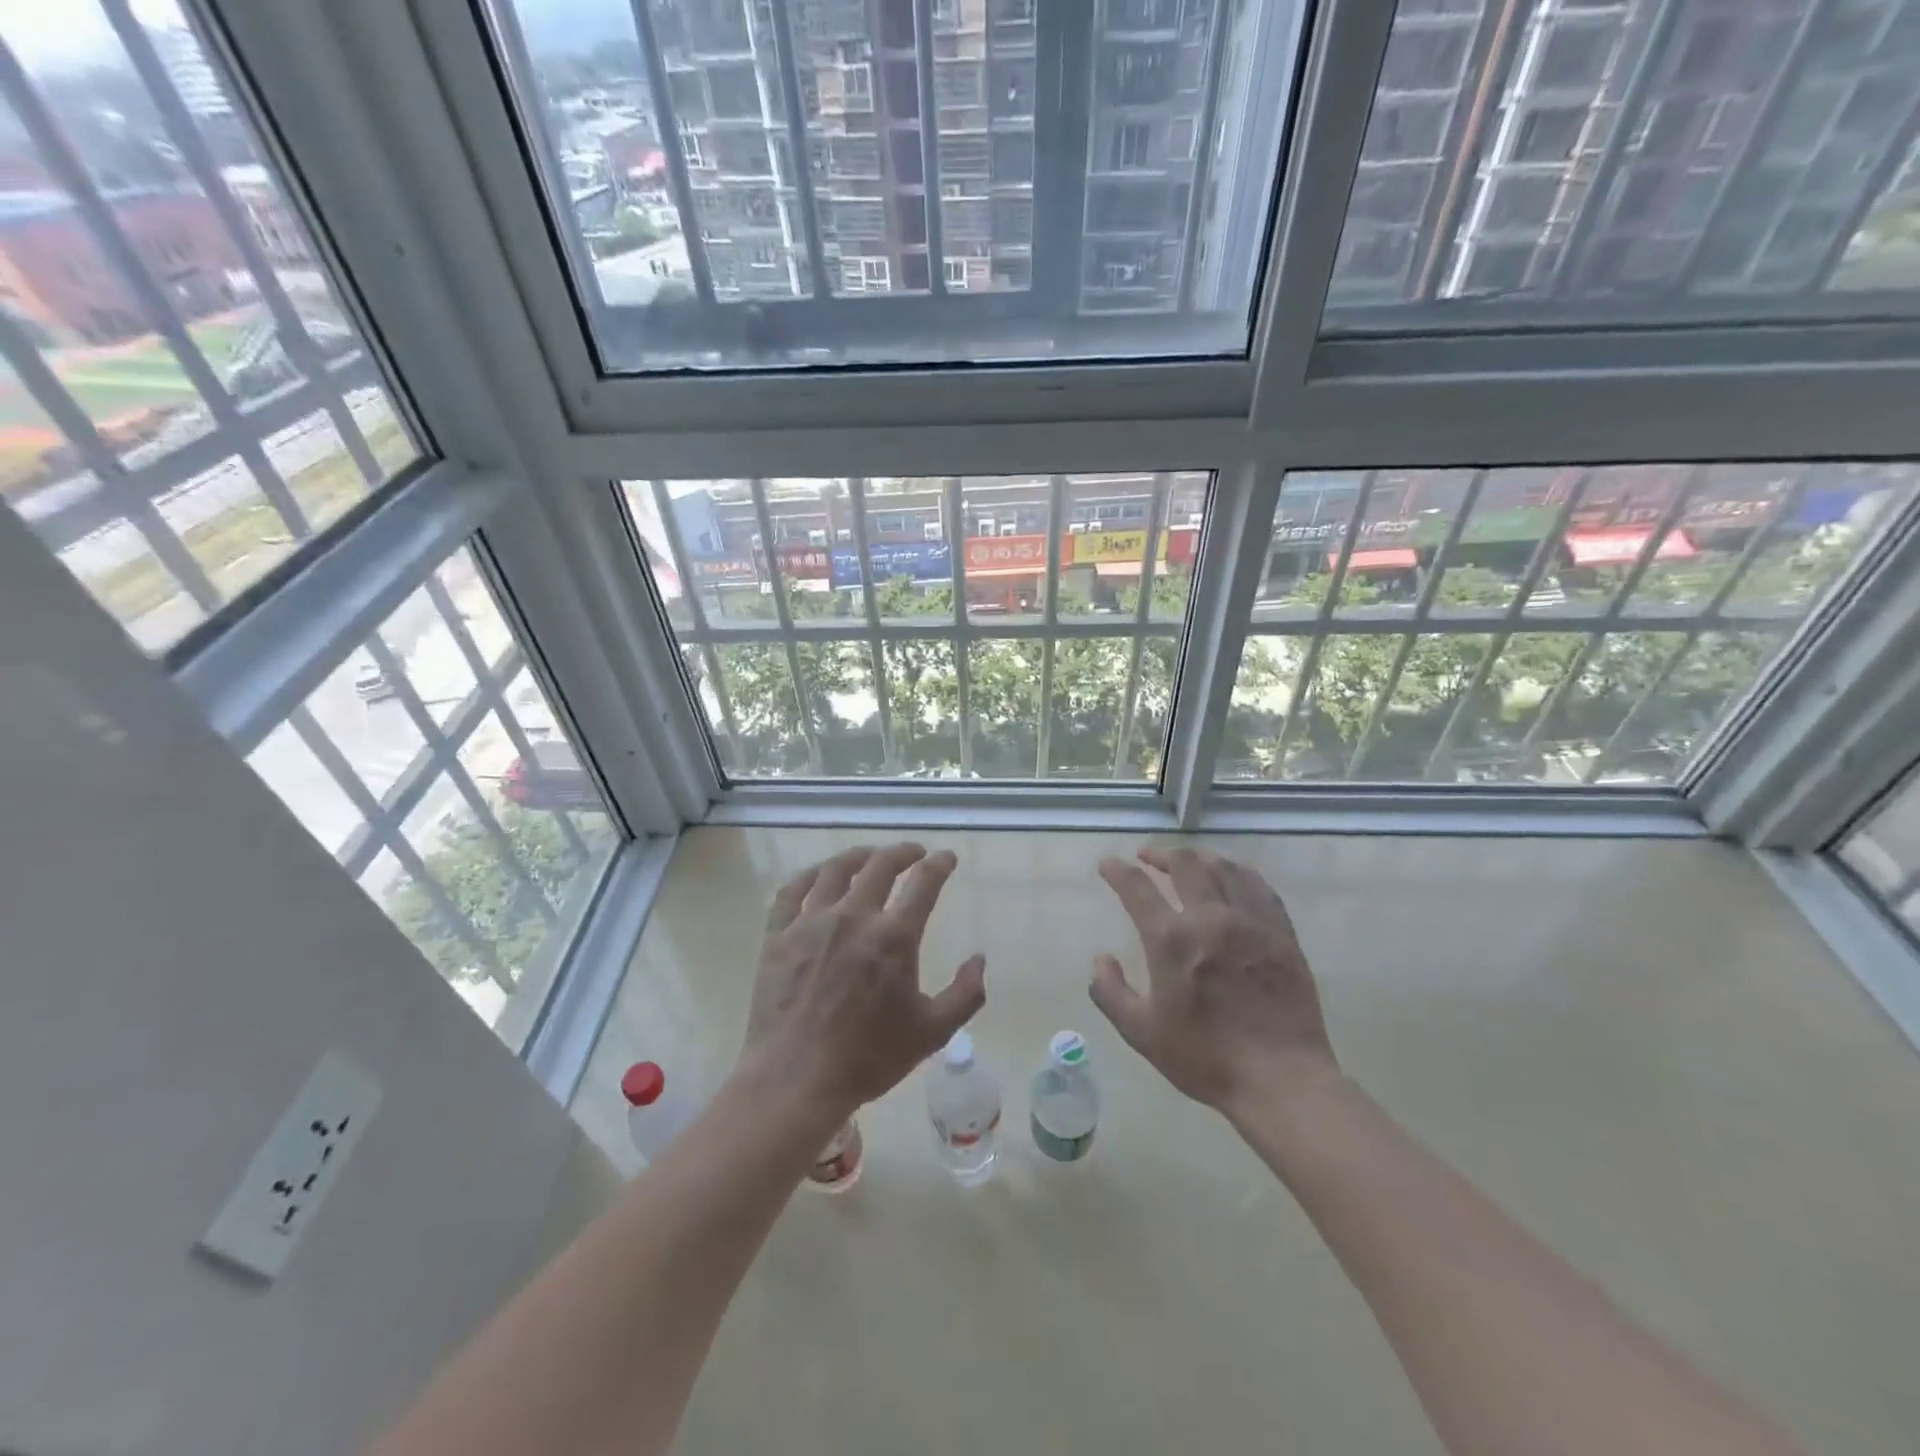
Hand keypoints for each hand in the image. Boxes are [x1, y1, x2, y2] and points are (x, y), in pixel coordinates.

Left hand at [740, 843, 985, 1119]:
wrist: (796, 1080)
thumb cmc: (869, 1058)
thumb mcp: (932, 1033)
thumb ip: (965, 994)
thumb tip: (979, 958)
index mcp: (894, 937)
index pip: (924, 883)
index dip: (939, 864)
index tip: (947, 857)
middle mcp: (853, 917)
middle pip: (880, 866)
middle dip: (902, 852)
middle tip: (913, 853)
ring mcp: (811, 923)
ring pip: (835, 870)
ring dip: (859, 856)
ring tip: (870, 856)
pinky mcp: (778, 935)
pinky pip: (792, 891)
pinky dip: (810, 875)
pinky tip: (819, 874)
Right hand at [1090, 846, 1337, 1113]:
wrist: (1281, 1080)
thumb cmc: (1205, 1058)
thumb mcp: (1141, 1034)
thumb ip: (1111, 993)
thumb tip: (1101, 959)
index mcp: (1171, 940)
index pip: (1137, 888)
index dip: (1118, 870)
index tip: (1108, 864)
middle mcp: (1210, 918)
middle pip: (1184, 864)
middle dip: (1160, 854)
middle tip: (1147, 858)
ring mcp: (1251, 922)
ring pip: (1223, 868)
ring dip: (1199, 858)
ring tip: (1187, 861)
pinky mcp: (1282, 933)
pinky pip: (1259, 887)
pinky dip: (1239, 873)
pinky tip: (1233, 876)